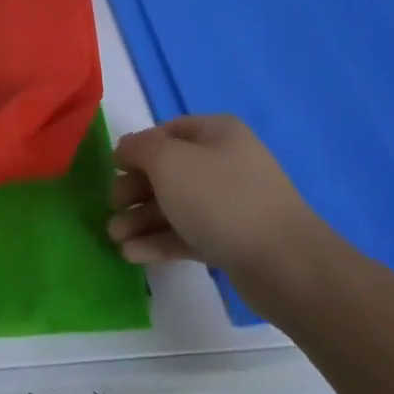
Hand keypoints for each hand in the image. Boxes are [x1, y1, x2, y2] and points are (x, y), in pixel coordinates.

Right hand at [108, 115, 331, 274]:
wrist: (283, 261)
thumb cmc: (220, 198)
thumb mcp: (169, 162)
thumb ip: (140, 148)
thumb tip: (127, 147)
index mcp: (217, 133)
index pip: (167, 132)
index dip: (137, 148)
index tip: (113, 169)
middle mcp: (225, 162)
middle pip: (168, 171)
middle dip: (134, 190)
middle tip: (110, 208)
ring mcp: (230, 203)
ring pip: (175, 206)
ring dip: (141, 220)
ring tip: (114, 238)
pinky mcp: (231, 239)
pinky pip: (188, 233)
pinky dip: (159, 241)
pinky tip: (132, 255)